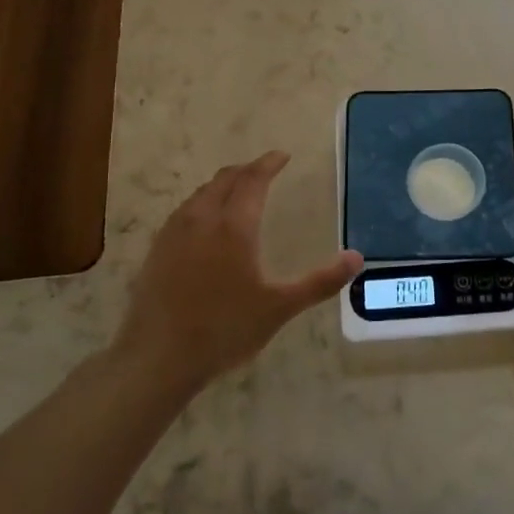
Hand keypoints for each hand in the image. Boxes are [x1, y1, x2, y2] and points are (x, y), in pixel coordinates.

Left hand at [113, 151, 360, 392]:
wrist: (157, 357)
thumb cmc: (224, 329)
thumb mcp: (279, 308)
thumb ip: (319, 282)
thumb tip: (357, 258)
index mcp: (234, 226)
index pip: (253, 180)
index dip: (268, 163)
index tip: (282, 156)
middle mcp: (202, 219)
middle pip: (225, 179)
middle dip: (247, 170)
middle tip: (264, 170)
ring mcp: (174, 233)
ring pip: (201, 193)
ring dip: (223, 184)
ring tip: (237, 191)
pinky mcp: (157, 249)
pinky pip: (184, 211)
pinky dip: (202, 203)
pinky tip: (204, 222)